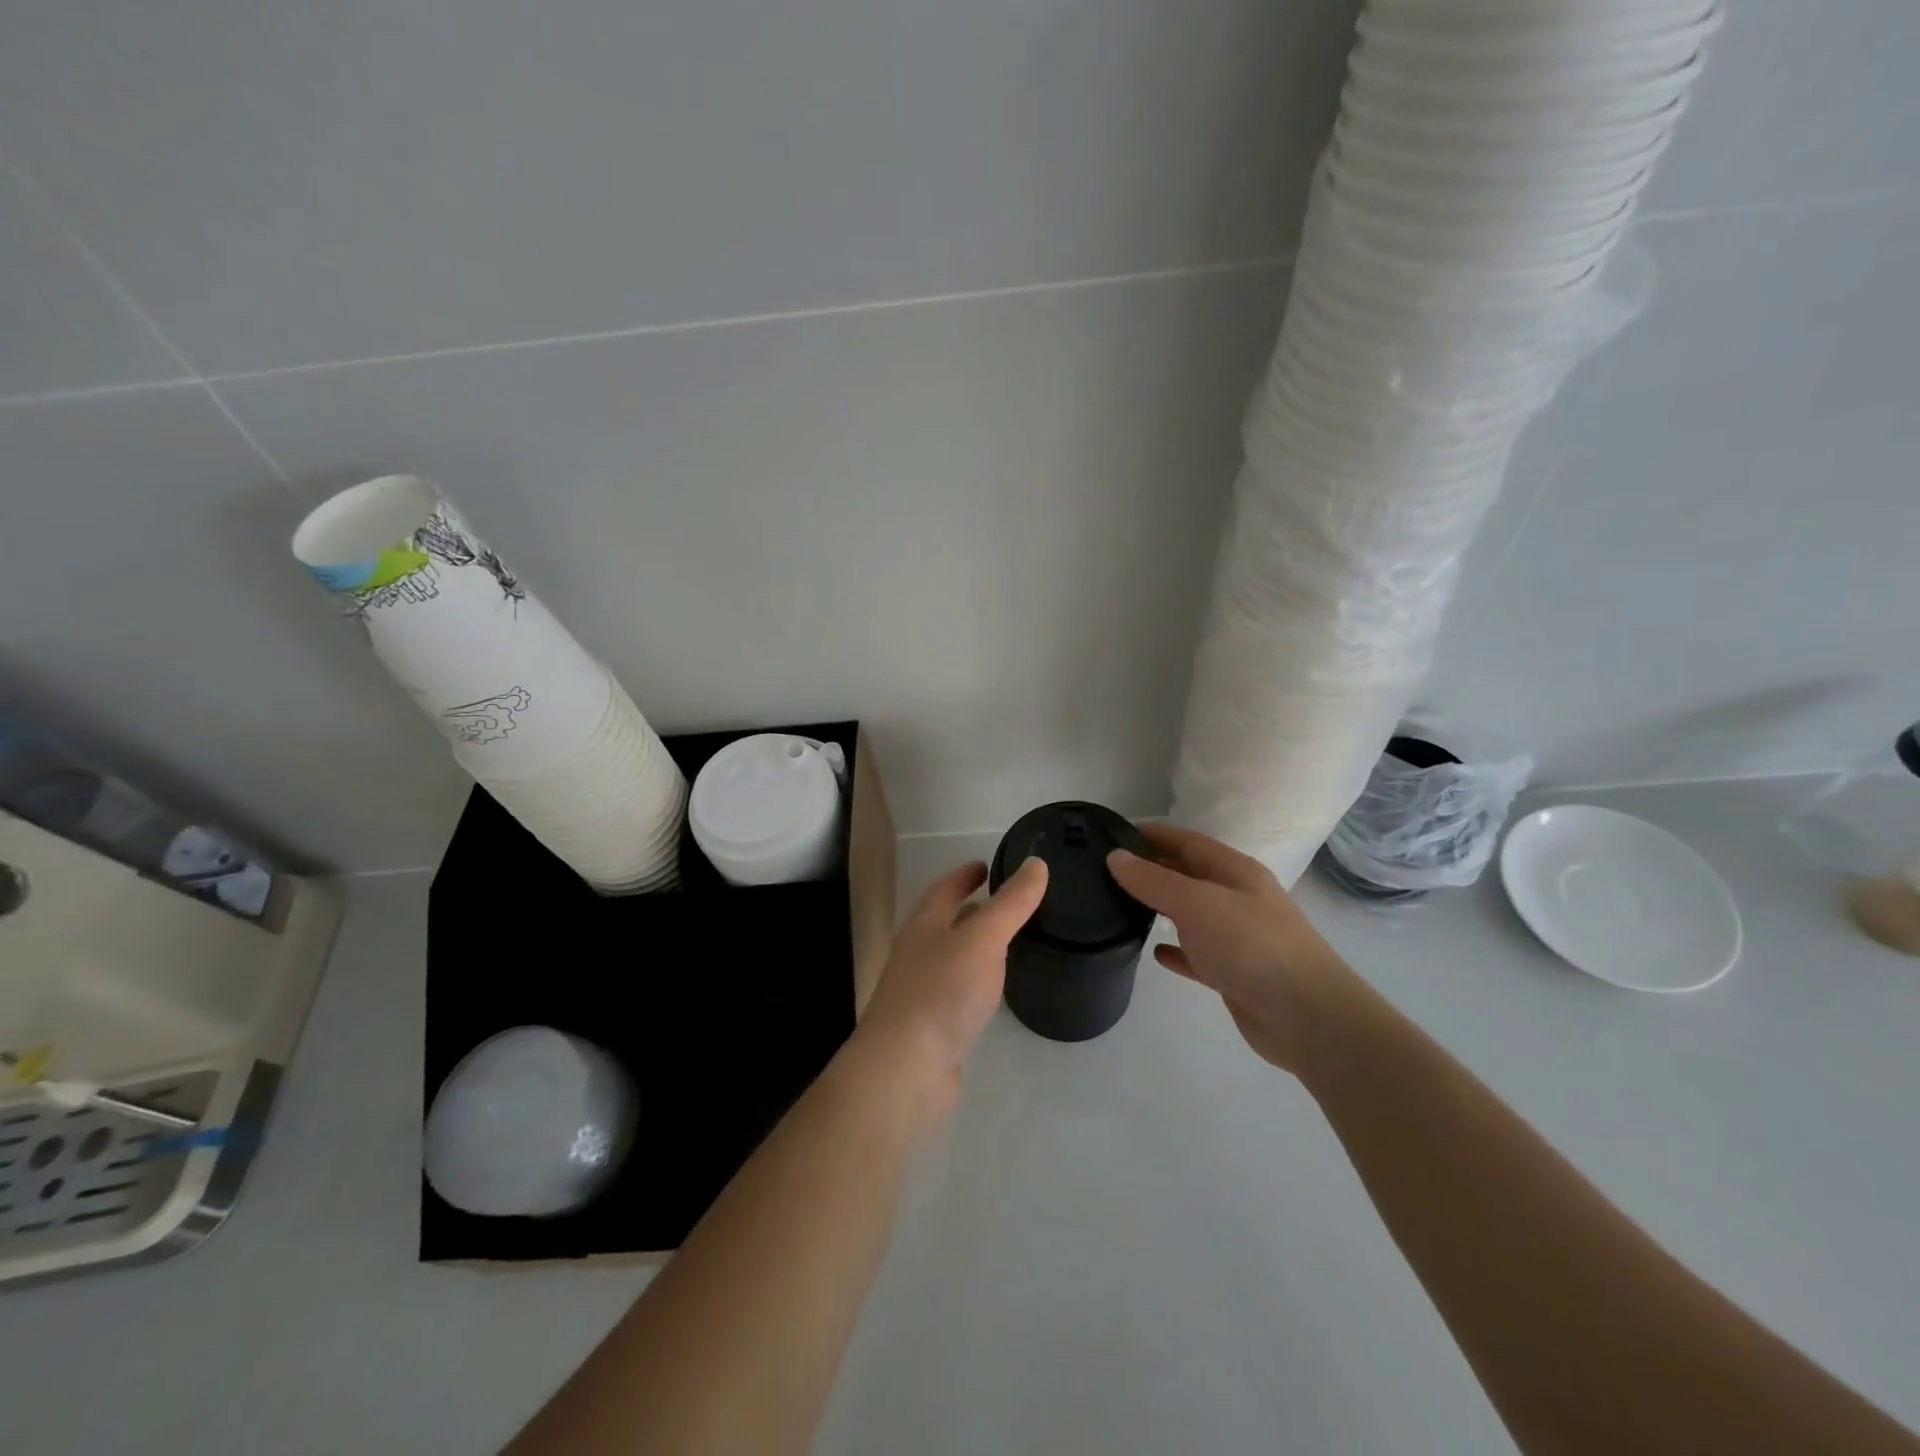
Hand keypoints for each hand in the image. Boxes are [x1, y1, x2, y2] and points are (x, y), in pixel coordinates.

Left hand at [852, 856, 1048, 1125]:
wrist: (905, 1070)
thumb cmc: (942, 993)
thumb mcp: (983, 939)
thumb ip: (1011, 903)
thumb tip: (1036, 863)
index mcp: (924, 926)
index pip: (944, 889)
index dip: (965, 874)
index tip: (987, 864)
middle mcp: (918, 953)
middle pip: (945, 921)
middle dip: (972, 908)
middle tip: (1007, 902)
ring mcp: (922, 991)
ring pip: (952, 957)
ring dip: (976, 945)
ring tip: (1009, 942)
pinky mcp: (932, 1025)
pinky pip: (958, 990)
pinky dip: (977, 980)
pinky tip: (995, 991)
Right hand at [1108, 823, 1357, 1075]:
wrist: (1306, 1017)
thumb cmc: (1250, 945)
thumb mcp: (1197, 902)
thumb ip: (1154, 880)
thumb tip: (1116, 856)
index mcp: (1235, 872)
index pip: (1187, 841)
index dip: (1153, 835)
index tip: (1113, 834)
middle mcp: (1238, 899)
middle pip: (1189, 876)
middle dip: (1153, 870)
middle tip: (1107, 872)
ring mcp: (1238, 938)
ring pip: (1192, 915)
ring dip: (1162, 908)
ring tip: (1121, 906)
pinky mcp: (1235, 974)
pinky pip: (1198, 955)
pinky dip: (1177, 950)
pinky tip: (1155, 952)